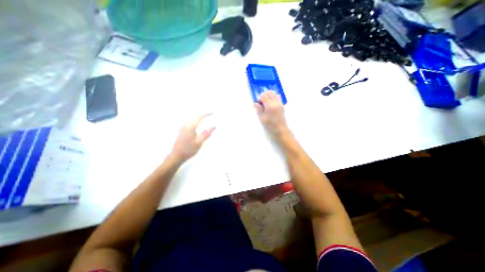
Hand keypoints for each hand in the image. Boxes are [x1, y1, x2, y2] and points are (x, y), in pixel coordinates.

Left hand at [171, 113, 214, 160]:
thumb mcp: (199, 143)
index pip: (199, 117)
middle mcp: (185, 125)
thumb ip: (206, 134)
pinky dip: (195, 119)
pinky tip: (198, 121)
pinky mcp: (181, 130)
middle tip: (211, 113)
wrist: (176, 156)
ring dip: (199, 116)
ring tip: (205, 116)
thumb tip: (214, 126)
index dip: (206, 113)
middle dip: (203, 113)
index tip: (213, 112)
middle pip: (195, 116)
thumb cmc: (188, 150)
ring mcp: (182, 127)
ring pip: (191, 118)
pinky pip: (190, 121)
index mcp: (190, 127)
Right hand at [255, 91, 287, 136]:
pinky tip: (271, 104)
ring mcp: (280, 103)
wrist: (280, 131)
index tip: (258, 103)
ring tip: (266, 103)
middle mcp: (276, 103)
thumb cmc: (270, 126)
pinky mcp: (282, 105)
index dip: (259, 98)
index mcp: (270, 106)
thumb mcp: (262, 119)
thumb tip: (255, 103)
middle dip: (264, 95)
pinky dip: (273, 97)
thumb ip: (259, 110)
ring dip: (269, 95)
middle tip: (261, 102)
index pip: (263, 96)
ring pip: (274, 93)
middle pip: (269, 92)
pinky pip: (278, 97)